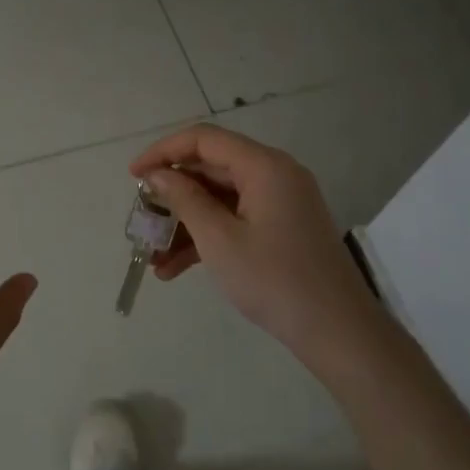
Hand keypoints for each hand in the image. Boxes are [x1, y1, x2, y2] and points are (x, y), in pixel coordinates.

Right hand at [130, 124, 384, 371]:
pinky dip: (208, 237)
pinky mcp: (282, 228)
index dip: (163, 152)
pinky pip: (236, 219)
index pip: (204, 139)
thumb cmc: (273, 279)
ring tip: (153, 256)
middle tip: (142, 218)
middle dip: (172, 194)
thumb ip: (184, 199)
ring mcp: (281, 202)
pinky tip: (176, 269)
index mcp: (264, 166)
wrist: (337, 331)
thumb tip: (156, 174)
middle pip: (212, 168)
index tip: (132, 176)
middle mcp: (275, 174)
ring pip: (220, 199)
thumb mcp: (219, 239)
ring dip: (186, 223)